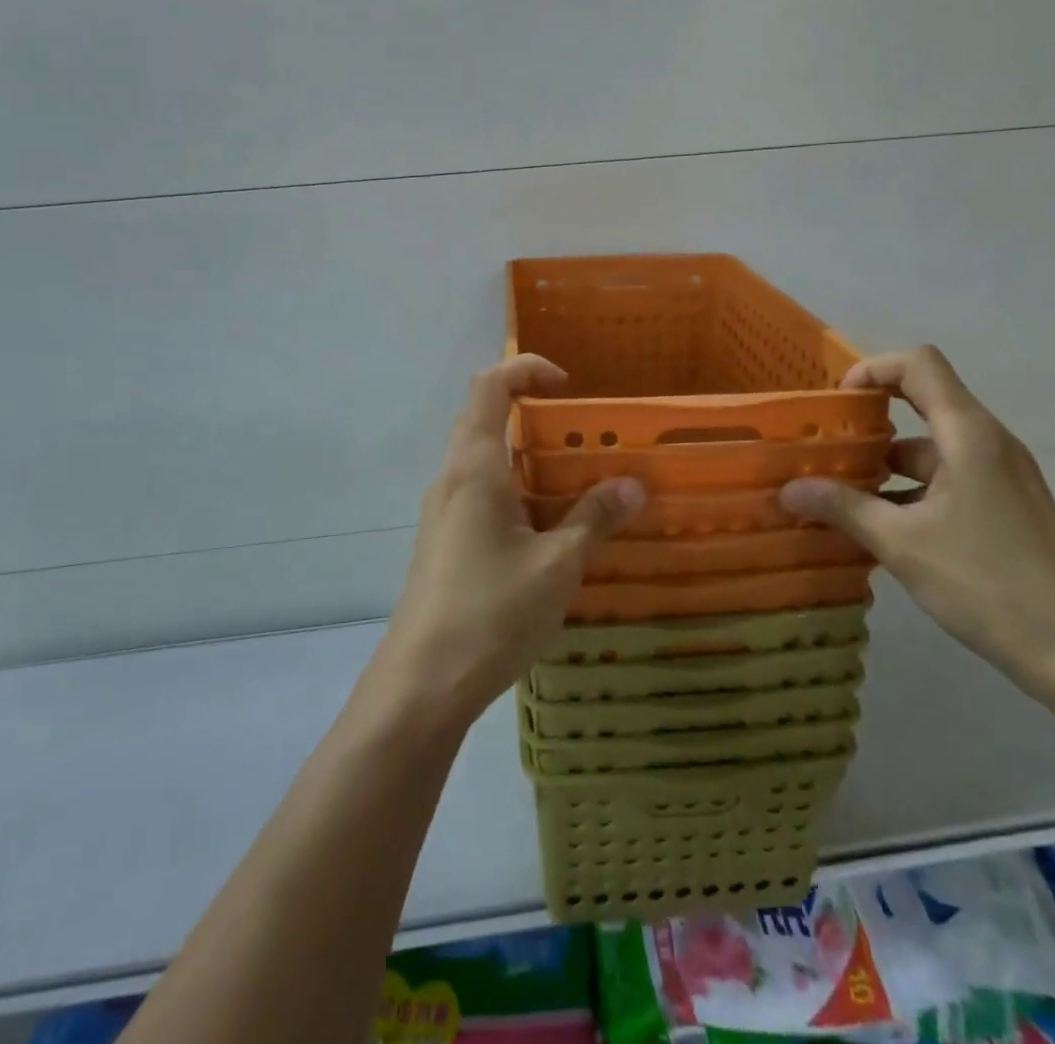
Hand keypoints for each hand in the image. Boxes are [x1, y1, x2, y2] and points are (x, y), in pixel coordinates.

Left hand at [377, 355, 645, 724]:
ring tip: (575, 487)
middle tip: (579, 437)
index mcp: (474, 468)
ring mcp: (442, 514)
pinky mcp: (443, 544)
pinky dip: (515, 494)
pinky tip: (547, 535)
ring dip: (526, 461)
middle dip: (530, 414)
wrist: (421, 685)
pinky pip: (480, 497)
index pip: (489, 386)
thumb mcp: (557, 565)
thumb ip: (594, 519)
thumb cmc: (491, 612)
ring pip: (484, 464)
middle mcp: (452, 480)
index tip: (568, 386)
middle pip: (483, 420)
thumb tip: (633, 485)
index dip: (526, 369)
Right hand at [779, 345, 1054, 695]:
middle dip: (869, 423)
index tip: (837, 404)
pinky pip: (948, 477)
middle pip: (923, 403)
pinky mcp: (1006, 504)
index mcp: (967, 434)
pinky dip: (910, 489)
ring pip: (932, 448)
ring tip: (840, 495)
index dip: (873, 369)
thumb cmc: (987, 582)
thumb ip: (842, 508)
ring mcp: (1000, 474)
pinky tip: (880, 527)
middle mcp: (987, 441)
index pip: (918, 364)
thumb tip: (788, 489)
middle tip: (825, 451)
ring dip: (886, 465)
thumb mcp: (901, 543)